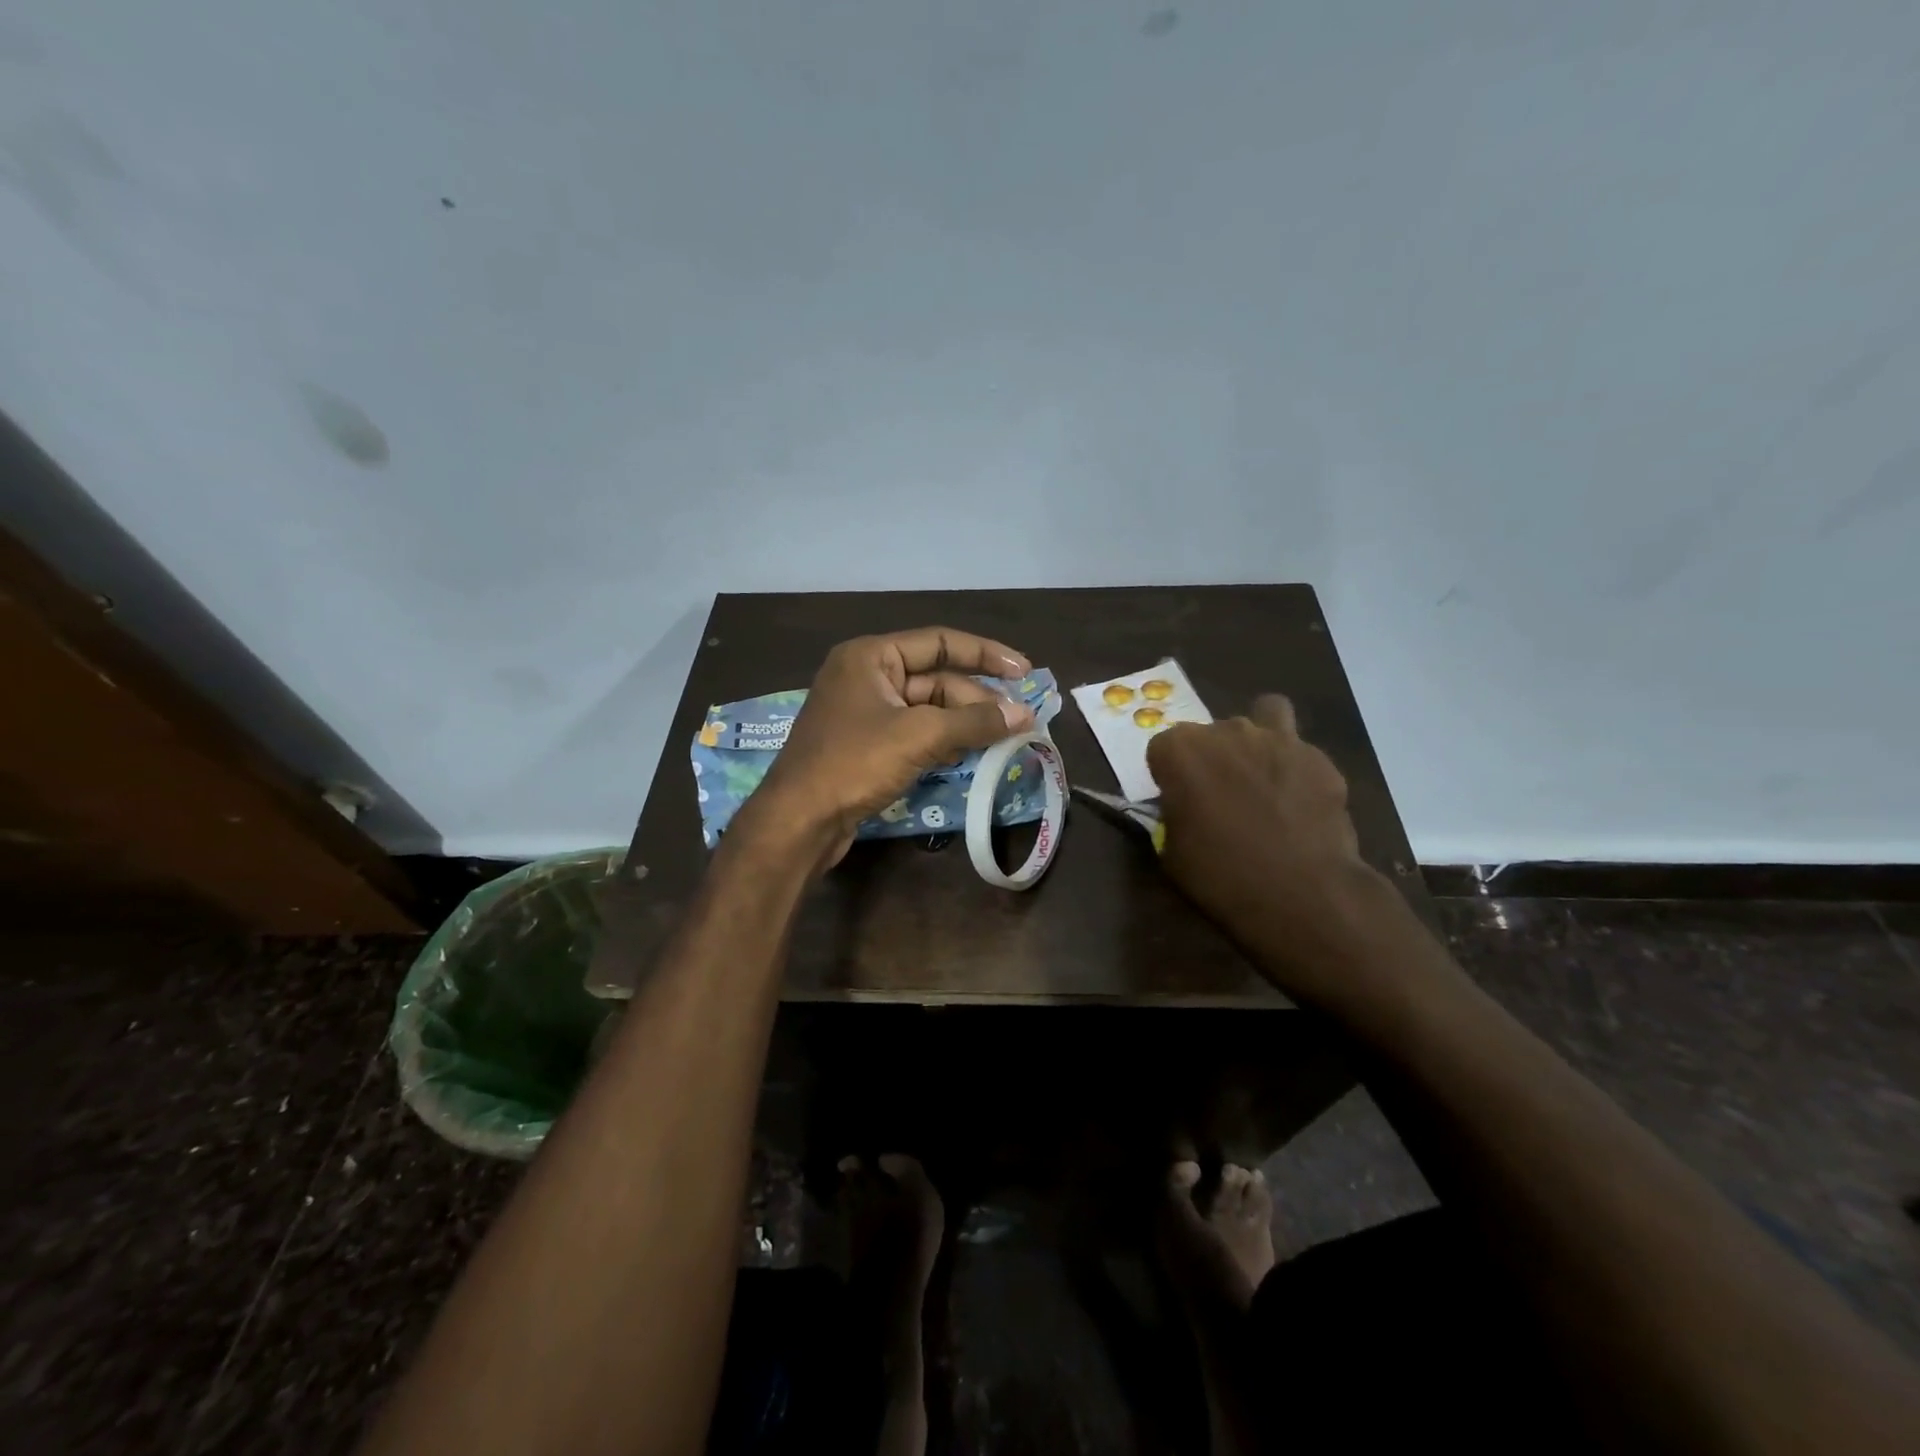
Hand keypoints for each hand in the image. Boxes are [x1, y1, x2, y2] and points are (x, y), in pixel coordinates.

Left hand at [736, 627, 1036, 867]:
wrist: (798, 821)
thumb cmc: (854, 763)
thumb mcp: (919, 736)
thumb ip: (974, 721)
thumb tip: (1024, 714)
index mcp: (871, 656)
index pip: (939, 642)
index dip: (985, 654)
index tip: (1024, 671)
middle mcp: (866, 676)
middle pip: (936, 679)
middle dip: (977, 699)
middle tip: (1019, 720)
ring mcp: (865, 712)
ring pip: (927, 709)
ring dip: (964, 722)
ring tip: (1004, 738)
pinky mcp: (866, 745)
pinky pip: (914, 733)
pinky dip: (943, 741)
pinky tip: (971, 754)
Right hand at [1147, 696, 1403, 1007]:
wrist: (1302, 895)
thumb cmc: (1221, 876)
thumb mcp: (1172, 852)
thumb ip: (1172, 815)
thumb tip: (1181, 807)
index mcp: (1181, 751)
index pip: (1162, 747)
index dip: (1168, 774)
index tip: (1177, 800)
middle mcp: (1227, 731)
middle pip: (1211, 732)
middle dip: (1212, 757)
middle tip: (1220, 797)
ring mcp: (1279, 740)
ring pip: (1265, 715)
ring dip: (1258, 740)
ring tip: (1262, 777)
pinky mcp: (1320, 758)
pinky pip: (1301, 751)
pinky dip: (1296, 768)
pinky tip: (1299, 802)